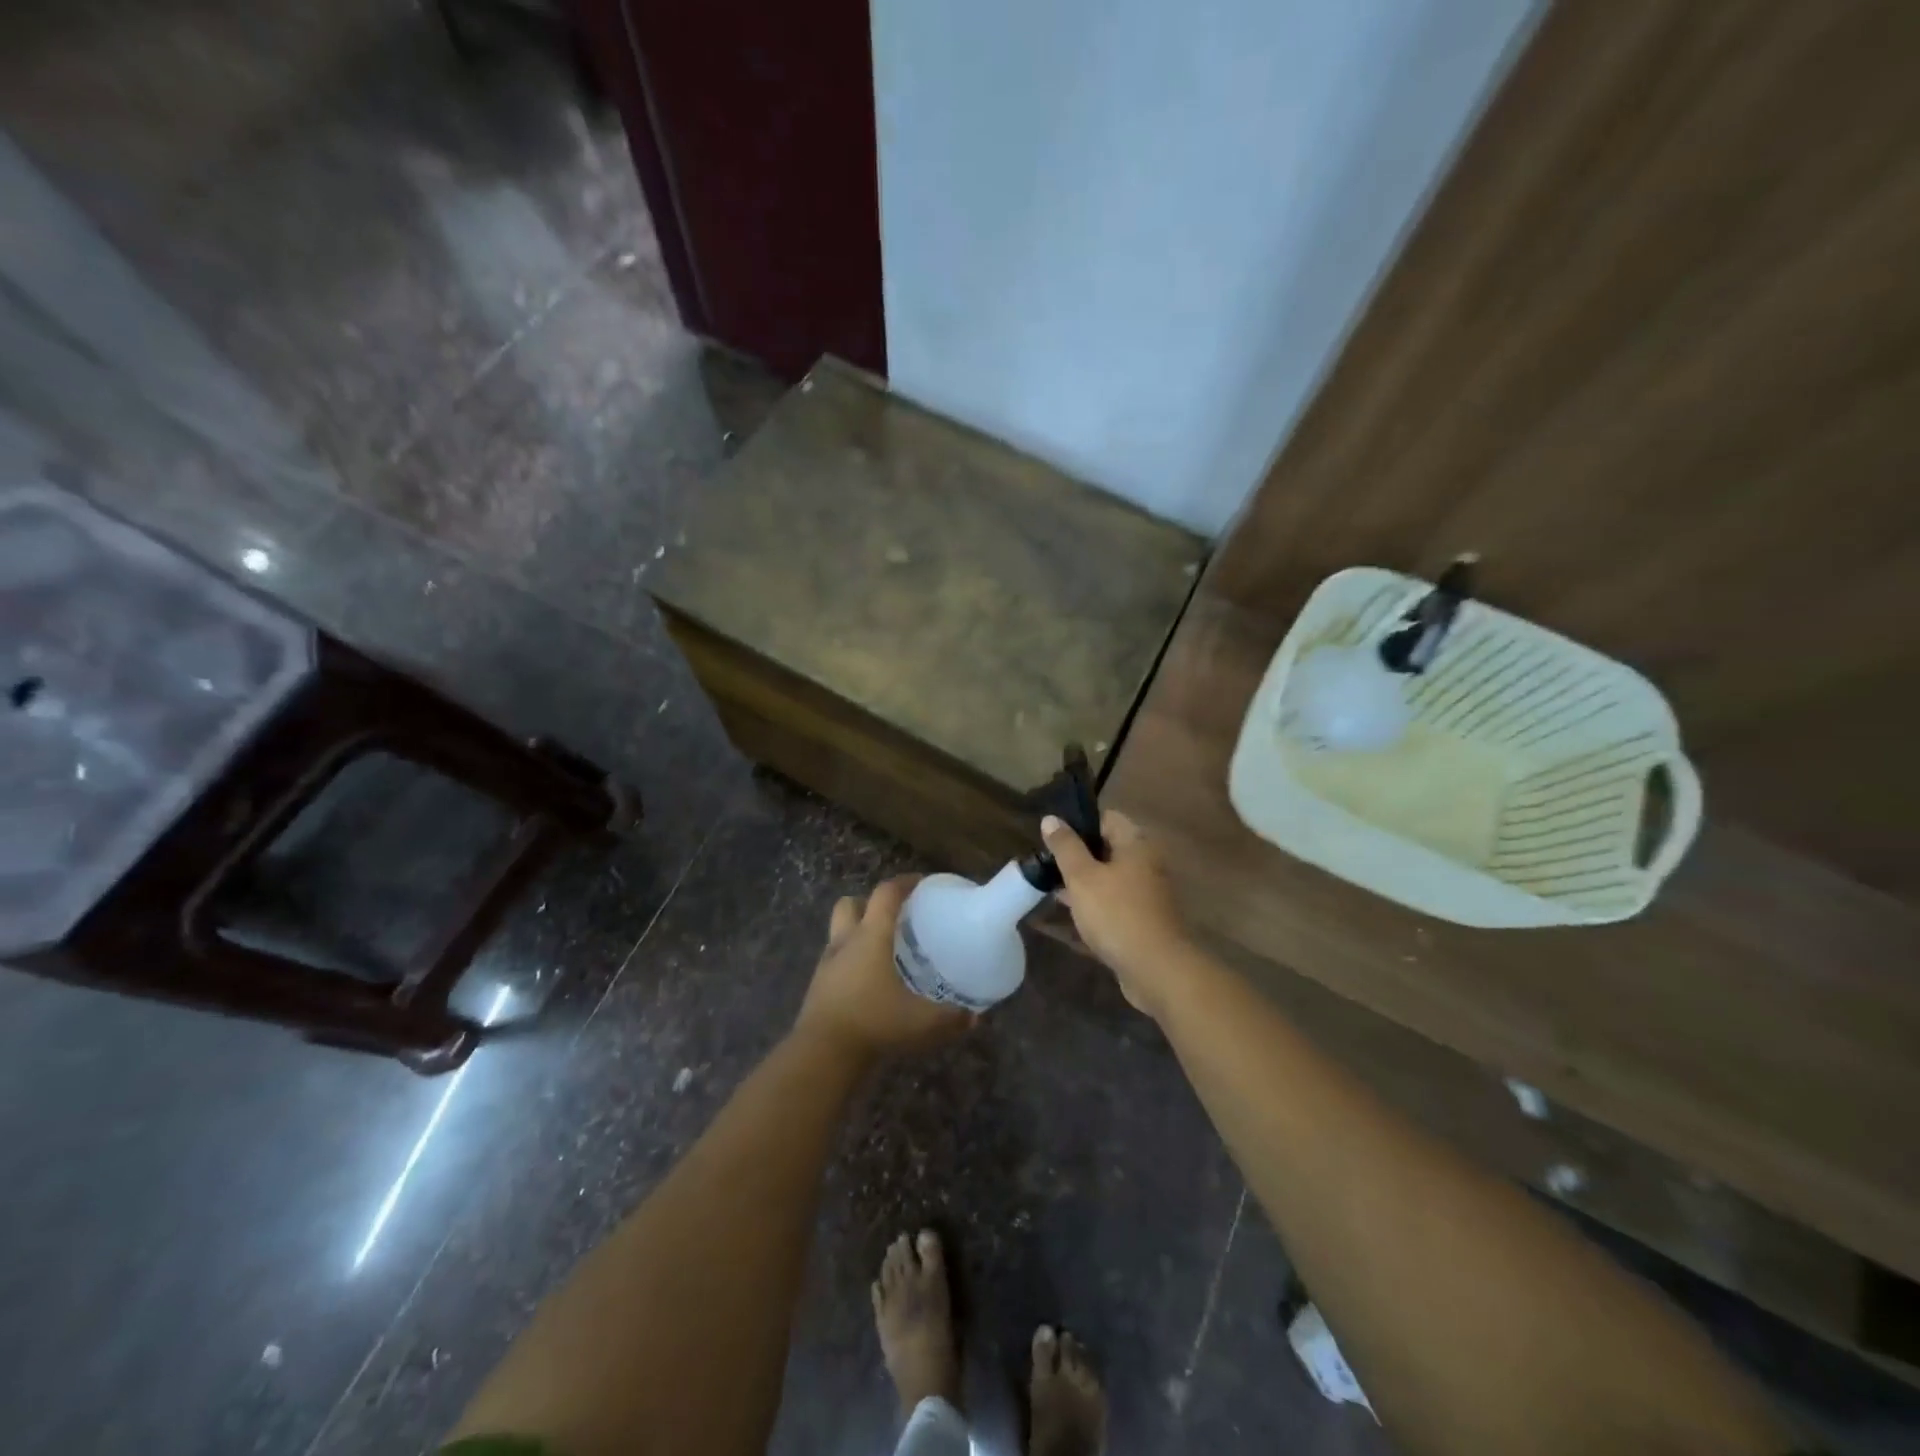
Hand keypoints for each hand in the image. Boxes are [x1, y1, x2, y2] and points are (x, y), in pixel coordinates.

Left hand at [793, 876, 973, 1061]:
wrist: (822, 1054)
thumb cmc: (875, 1023)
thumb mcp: (922, 1022)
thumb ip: (952, 1018)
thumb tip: (974, 1017)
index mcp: (872, 936)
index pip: (886, 893)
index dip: (904, 882)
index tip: (922, 883)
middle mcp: (846, 941)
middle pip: (851, 903)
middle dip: (871, 902)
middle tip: (895, 916)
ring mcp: (827, 964)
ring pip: (839, 931)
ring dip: (857, 931)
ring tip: (882, 948)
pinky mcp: (818, 987)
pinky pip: (835, 961)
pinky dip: (850, 962)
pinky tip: (868, 981)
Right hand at [1043, 810, 1190, 1018]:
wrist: (1155, 969)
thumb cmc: (1116, 914)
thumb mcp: (1082, 877)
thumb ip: (1065, 846)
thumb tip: (1051, 818)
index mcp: (1136, 844)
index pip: (1106, 818)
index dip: (1078, 823)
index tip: (1052, 836)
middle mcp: (1146, 862)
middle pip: (1107, 847)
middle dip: (1077, 854)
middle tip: (1047, 863)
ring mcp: (1146, 892)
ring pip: (1109, 876)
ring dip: (1083, 881)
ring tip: (1052, 886)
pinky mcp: (1143, 918)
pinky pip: (1114, 901)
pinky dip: (1094, 902)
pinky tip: (1071, 912)